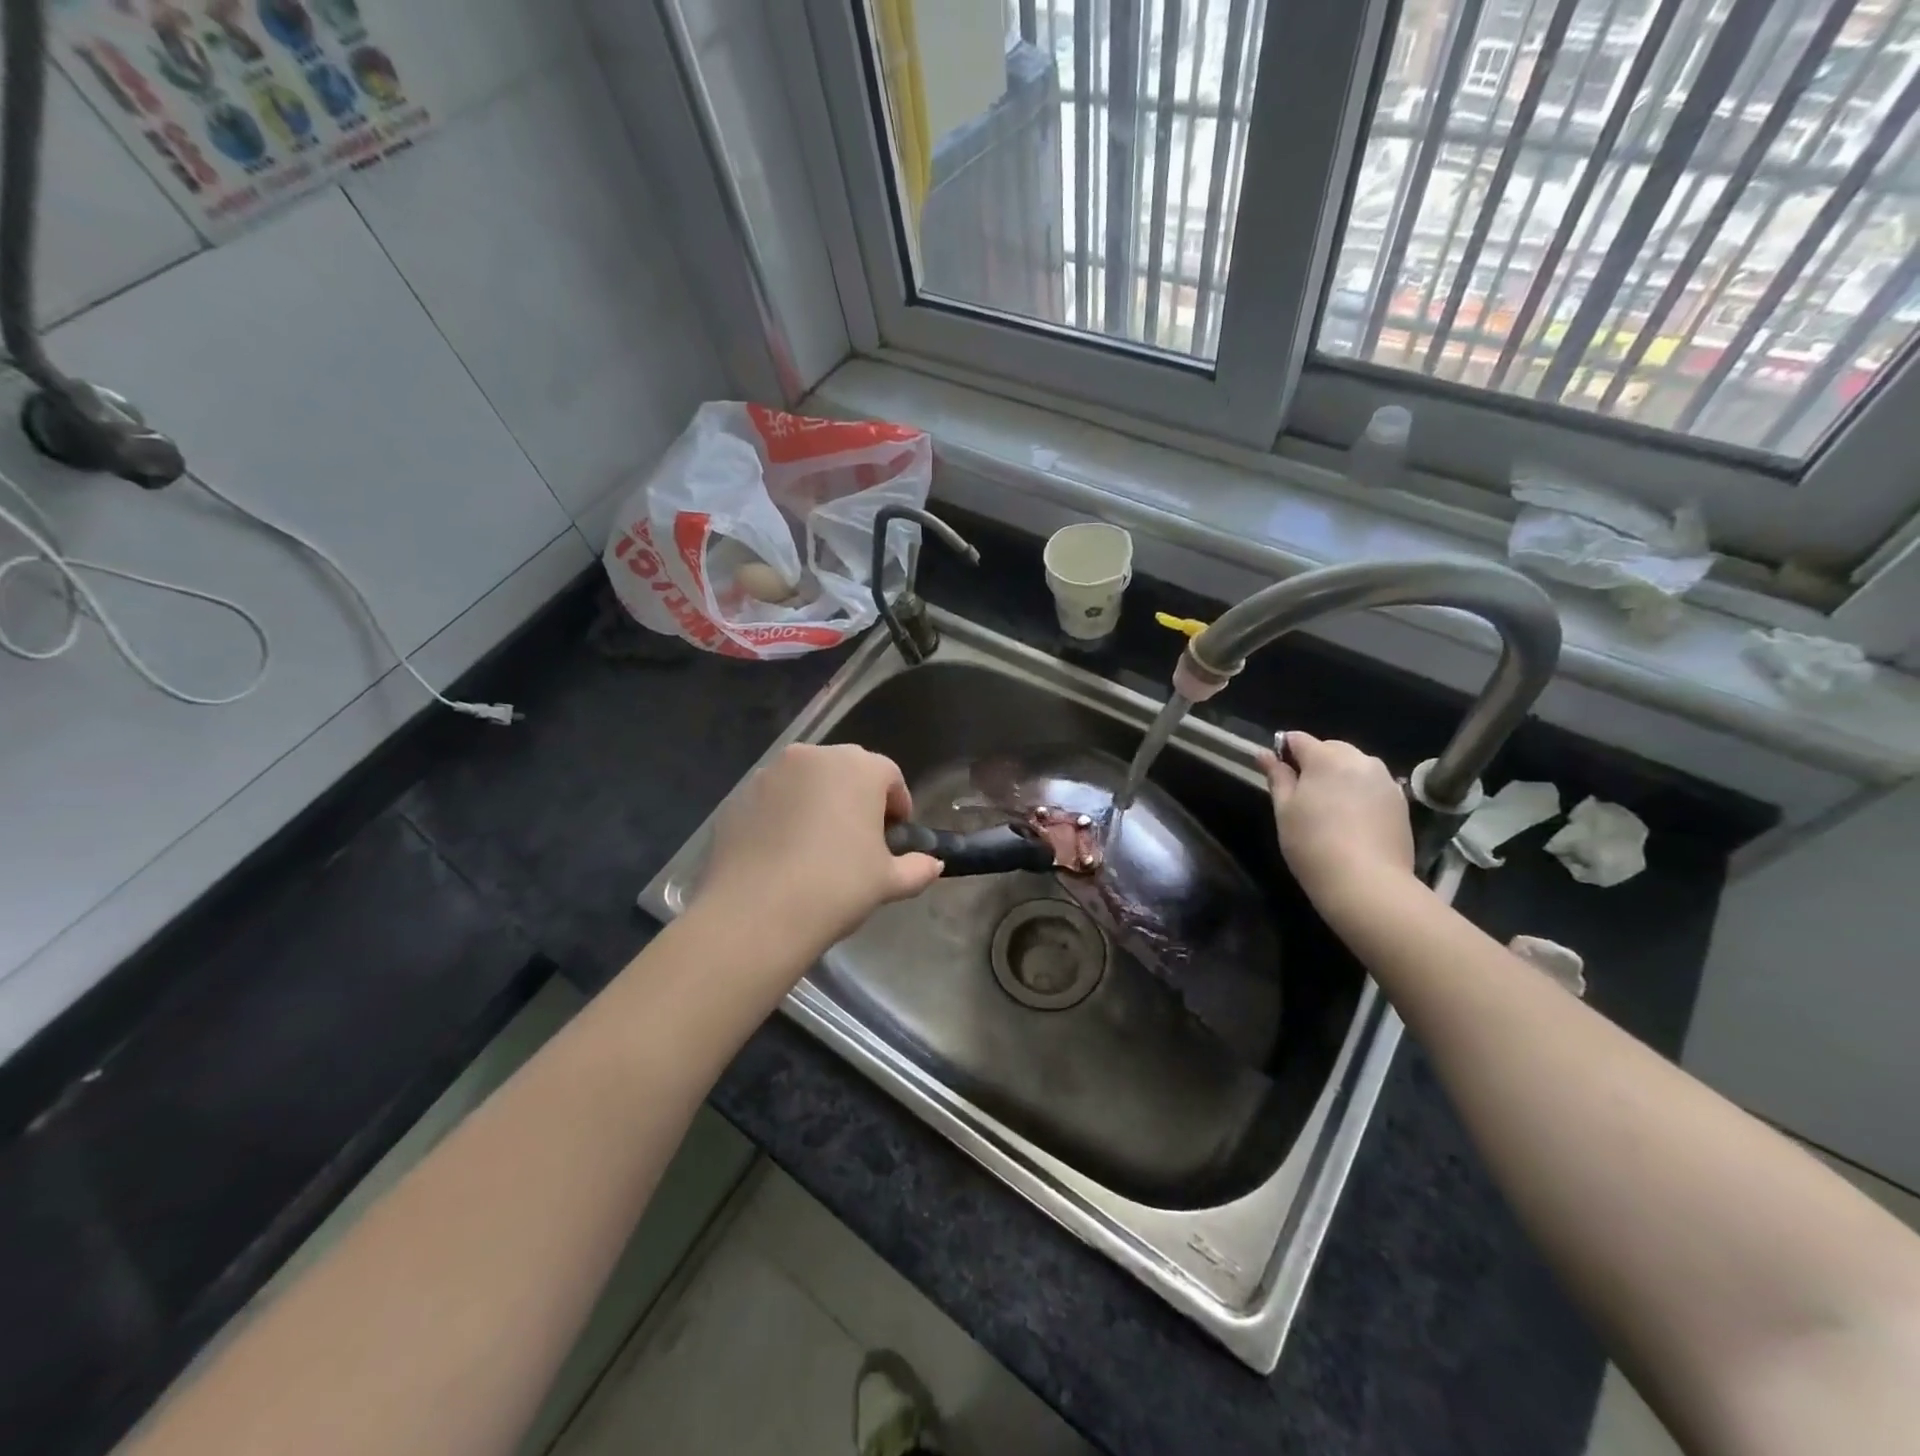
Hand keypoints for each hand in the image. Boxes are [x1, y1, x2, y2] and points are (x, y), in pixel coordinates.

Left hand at [697, 743, 943, 953]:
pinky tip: (783, 853)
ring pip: (806, 781)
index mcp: (858, 767)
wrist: (756, 912)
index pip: (889, 775)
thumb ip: (917, 868)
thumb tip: (934, 864)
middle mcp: (814, 757)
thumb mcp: (888, 882)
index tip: (895, 836)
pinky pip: (773, 799)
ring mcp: (771, 772)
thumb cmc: (836, 886)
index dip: (898, 805)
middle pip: (846, 770)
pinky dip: (783, 815)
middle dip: (857, 798)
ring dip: (818, 803)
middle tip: (859, 839)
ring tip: (817, 847)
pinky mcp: (739, 795)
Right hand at [1255, 731, 1413, 901]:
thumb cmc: (1312, 844)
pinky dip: (1360, 793)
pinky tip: (1353, 820)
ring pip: (1355, 766)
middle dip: (1315, 762)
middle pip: (1331, 748)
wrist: (1367, 883)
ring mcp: (1385, 780)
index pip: (1299, 739)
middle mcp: (1360, 760)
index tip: (1277, 772)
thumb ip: (1277, 777)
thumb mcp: (1284, 811)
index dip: (1284, 751)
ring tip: (1330, 807)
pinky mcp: (1401, 802)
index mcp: (1326, 758)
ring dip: (1340, 776)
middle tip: (1303, 794)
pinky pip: (1373, 785)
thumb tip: (1264, 754)